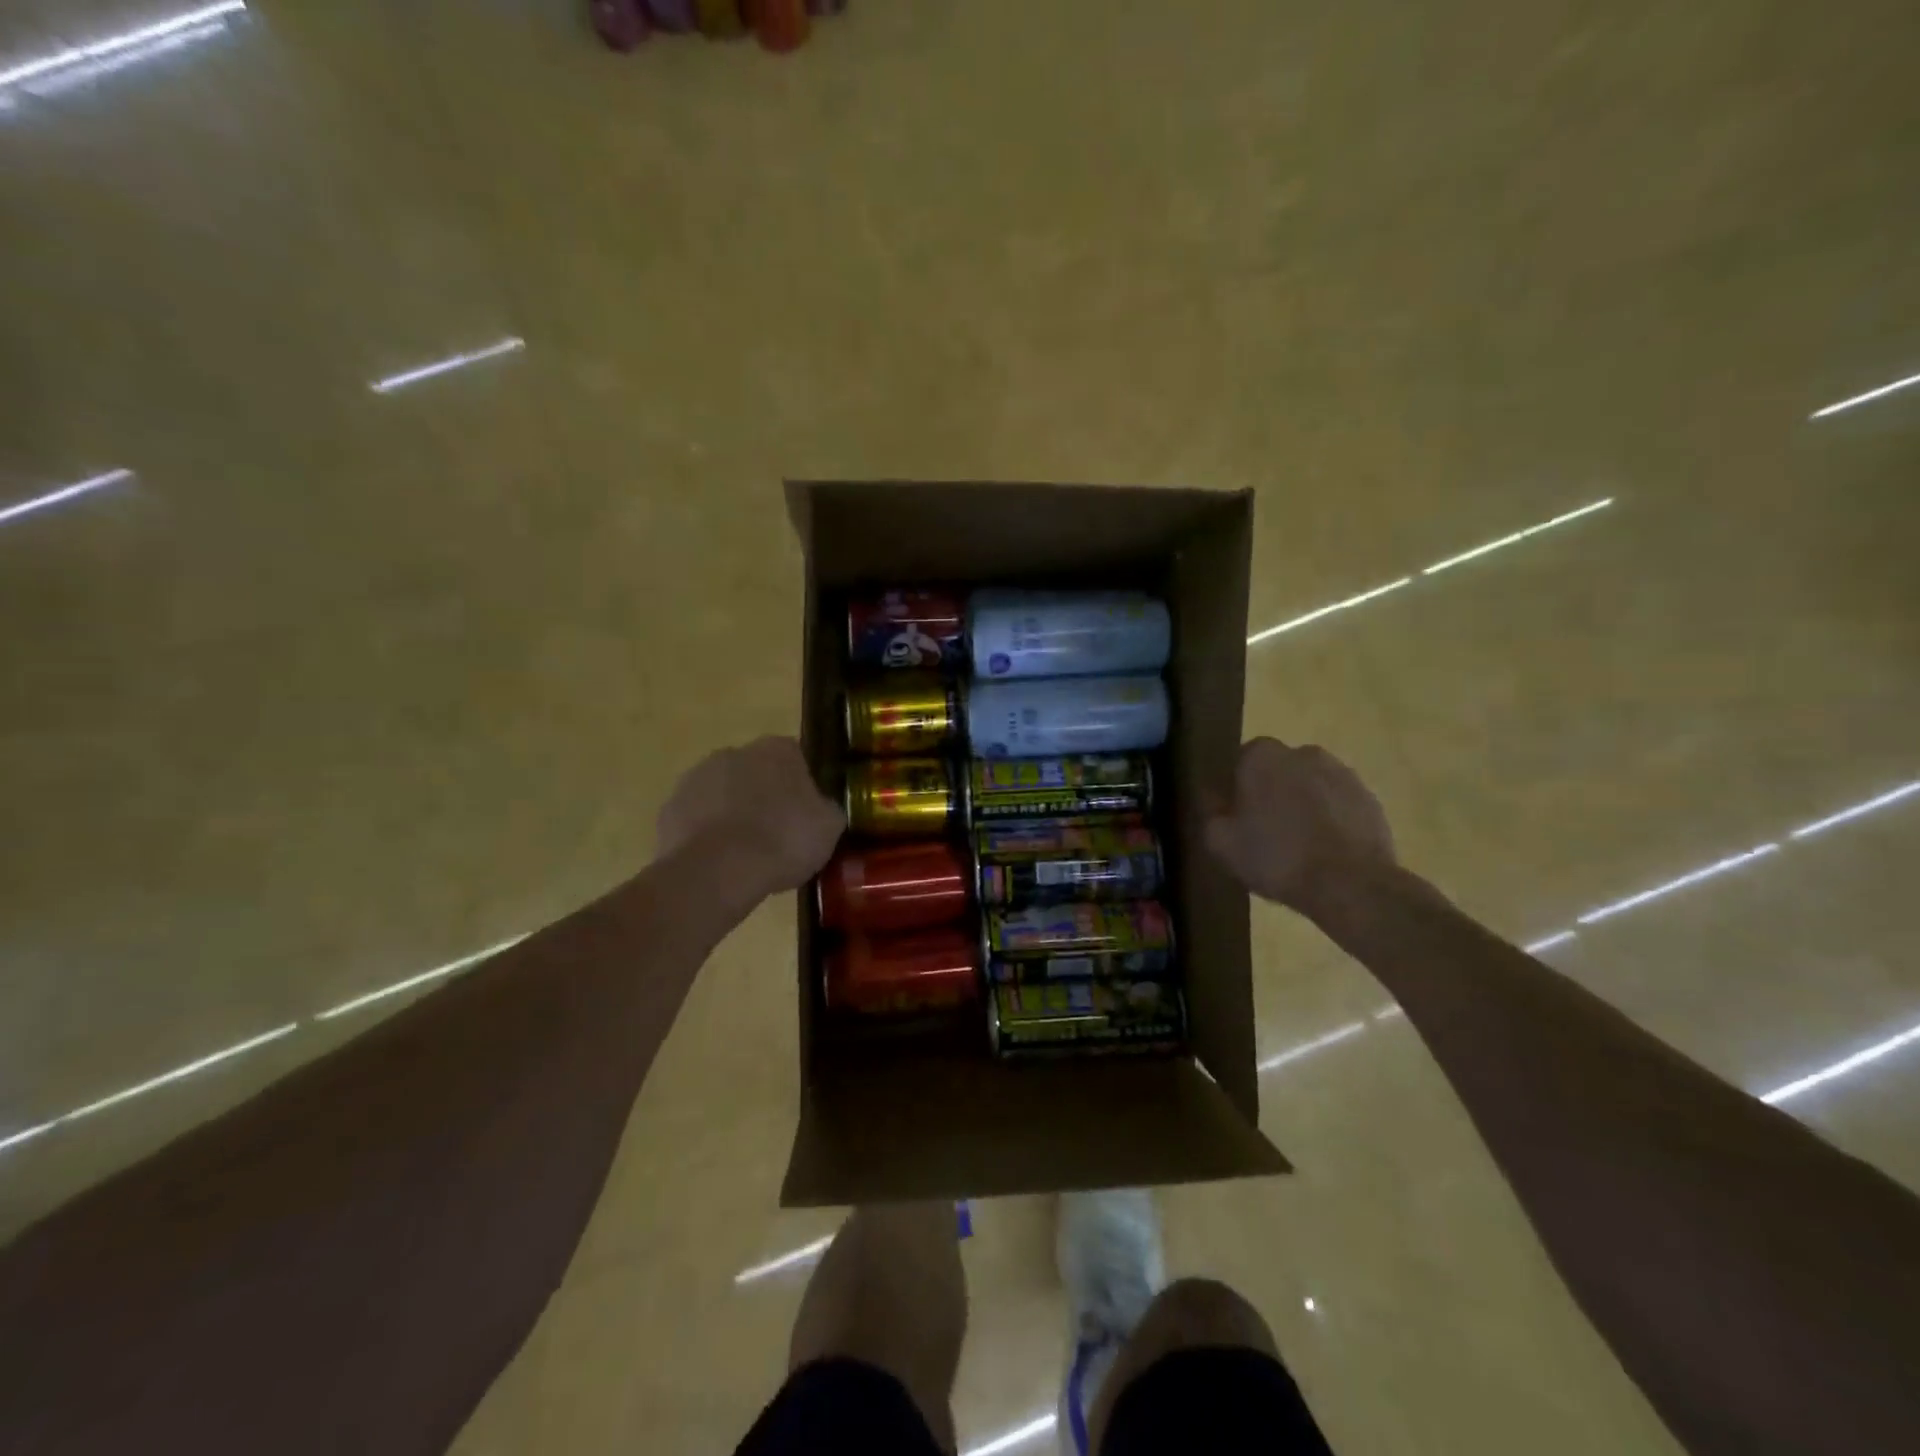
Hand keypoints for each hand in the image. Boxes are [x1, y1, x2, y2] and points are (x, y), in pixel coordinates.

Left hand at [655, 736, 845, 903]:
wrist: (718, 870)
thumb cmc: (783, 840)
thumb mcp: (829, 827)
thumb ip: (826, 809)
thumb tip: (820, 808)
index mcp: (776, 750)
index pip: (794, 758)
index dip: (800, 787)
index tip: (805, 816)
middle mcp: (734, 753)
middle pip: (755, 773)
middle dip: (763, 797)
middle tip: (777, 835)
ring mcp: (695, 779)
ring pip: (722, 795)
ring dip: (732, 815)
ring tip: (747, 856)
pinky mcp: (669, 809)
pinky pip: (696, 820)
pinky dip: (706, 836)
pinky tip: (719, 864)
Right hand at [1205, 738, 1396, 911]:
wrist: (1350, 885)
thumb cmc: (1275, 857)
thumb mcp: (1220, 842)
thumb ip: (1210, 812)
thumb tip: (1212, 798)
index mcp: (1262, 755)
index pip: (1239, 761)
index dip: (1234, 789)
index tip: (1233, 816)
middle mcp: (1303, 753)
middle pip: (1277, 771)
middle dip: (1270, 793)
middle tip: (1263, 831)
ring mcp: (1342, 774)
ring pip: (1309, 786)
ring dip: (1302, 805)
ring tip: (1297, 845)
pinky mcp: (1370, 799)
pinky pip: (1337, 805)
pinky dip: (1330, 820)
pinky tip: (1324, 852)